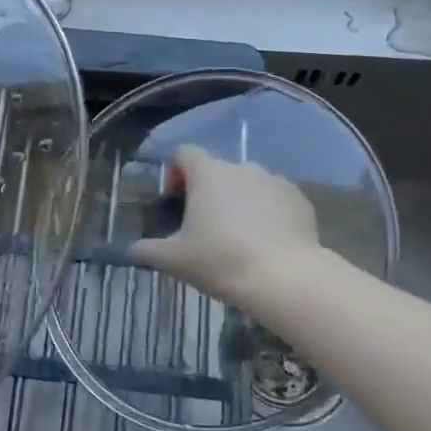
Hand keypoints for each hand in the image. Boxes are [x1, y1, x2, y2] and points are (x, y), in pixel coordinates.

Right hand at [130, 145, 321, 304]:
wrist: (285, 277)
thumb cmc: (221, 261)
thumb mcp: (174, 260)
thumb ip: (148, 250)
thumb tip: (131, 249)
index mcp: (208, 173)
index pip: (185, 153)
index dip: (176, 173)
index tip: (175, 202)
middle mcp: (242, 167)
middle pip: (217, 170)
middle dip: (208, 193)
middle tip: (203, 228)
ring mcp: (275, 181)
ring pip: (248, 184)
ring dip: (239, 202)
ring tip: (238, 238)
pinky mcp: (300, 200)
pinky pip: (275, 200)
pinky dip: (267, 214)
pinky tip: (266, 244)